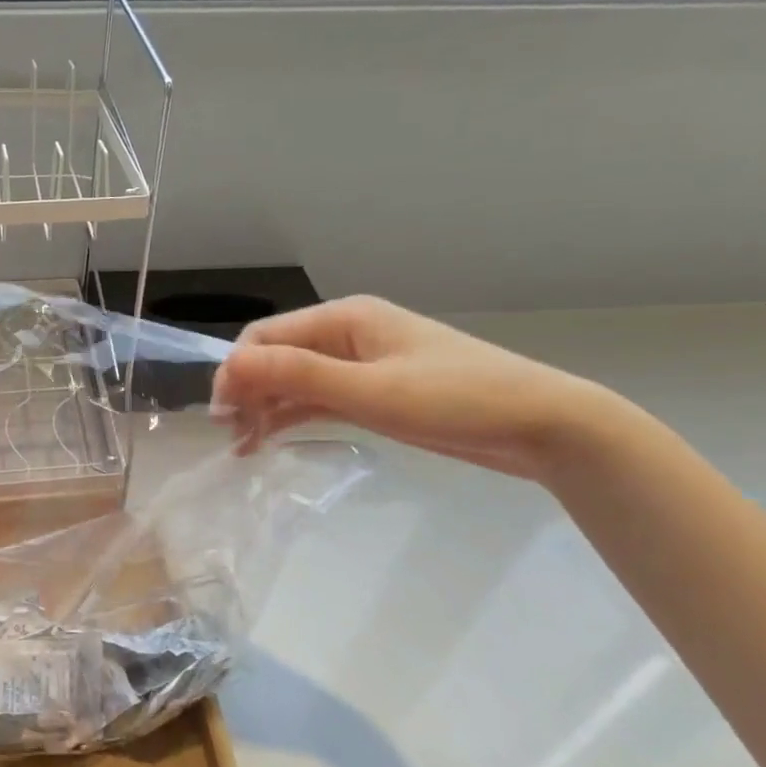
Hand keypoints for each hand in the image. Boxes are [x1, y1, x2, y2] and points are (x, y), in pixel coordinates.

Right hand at [211, 296, 609, 481]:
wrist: (542, 425)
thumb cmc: (456, 400)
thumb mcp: (371, 390)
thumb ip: (299, 374)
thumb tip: (229, 365)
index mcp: (344, 318)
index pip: (266, 337)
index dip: (236, 372)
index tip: (223, 416)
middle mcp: (346, 335)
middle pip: (276, 357)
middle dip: (247, 391)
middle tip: (232, 438)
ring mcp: (360, 364)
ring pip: (294, 381)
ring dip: (265, 407)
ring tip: (244, 448)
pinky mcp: (373, 393)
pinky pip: (317, 398)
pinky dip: (292, 416)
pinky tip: (271, 440)